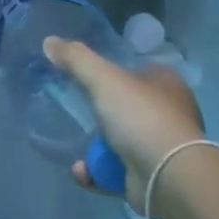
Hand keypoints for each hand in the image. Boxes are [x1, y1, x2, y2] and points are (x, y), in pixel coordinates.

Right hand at [43, 36, 207, 208]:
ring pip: (120, 142)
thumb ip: (76, 60)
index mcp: (167, 83)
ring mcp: (161, 147)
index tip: (86, 80)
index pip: (138, 71)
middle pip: (127, 108)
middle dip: (101, 115)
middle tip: (77, 114)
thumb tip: (49, 41)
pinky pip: (116, 171)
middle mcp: (169, 113)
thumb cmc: (140, 117)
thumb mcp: (104, 80)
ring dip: (95, 149)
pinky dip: (97, 172)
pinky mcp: (151, 177)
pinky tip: (83, 172)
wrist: (167, 176)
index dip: (114, 74)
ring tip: (77, 150)